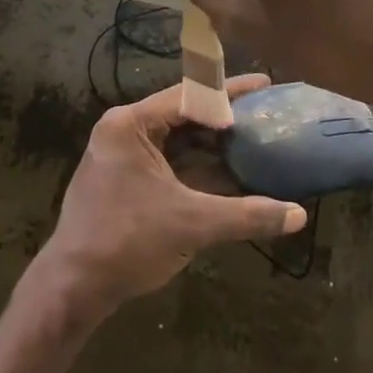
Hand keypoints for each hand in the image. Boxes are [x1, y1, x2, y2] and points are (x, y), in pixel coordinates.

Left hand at [36, 75, 305, 321]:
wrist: (73, 288)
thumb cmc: (127, 242)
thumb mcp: (192, 224)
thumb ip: (247, 215)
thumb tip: (299, 215)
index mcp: (131, 125)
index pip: (190, 96)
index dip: (230, 92)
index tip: (265, 85)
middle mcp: (123, 132)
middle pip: (183, 116)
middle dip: (224, 119)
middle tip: (266, 116)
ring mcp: (121, 157)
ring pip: (176, 142)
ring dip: (212, 146)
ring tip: (255, 141)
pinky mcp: (124, 181)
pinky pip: (168, 163)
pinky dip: (197, 168)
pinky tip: (230, 174)